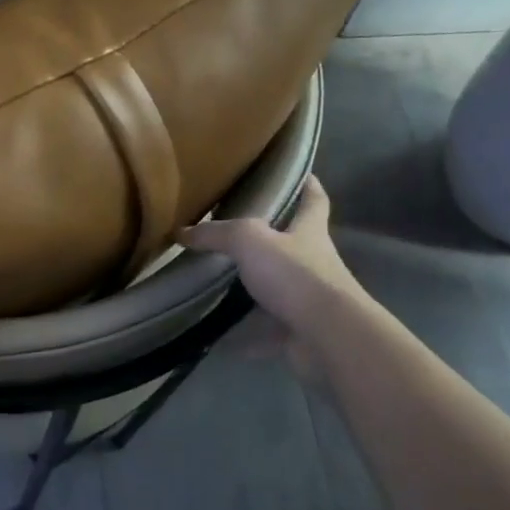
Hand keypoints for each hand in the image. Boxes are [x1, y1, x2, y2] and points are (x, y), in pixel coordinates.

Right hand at [179, 177, 366, 372]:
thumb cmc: (295, 275)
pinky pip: (265, 331)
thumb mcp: (250, 241)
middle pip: (293, 246)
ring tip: (215, 286)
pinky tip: (217, 336)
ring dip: (252, 290)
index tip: (302, 173)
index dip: (309, 185)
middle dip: (269, 241)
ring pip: (276, 290)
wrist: (328, 336)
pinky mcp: (298, 332)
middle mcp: (313, 264)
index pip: (314, 200)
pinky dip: (243, 335)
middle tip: (233, 234)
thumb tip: (182, 232)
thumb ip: (216, 234)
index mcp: (309, 233)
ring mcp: (308, 300)